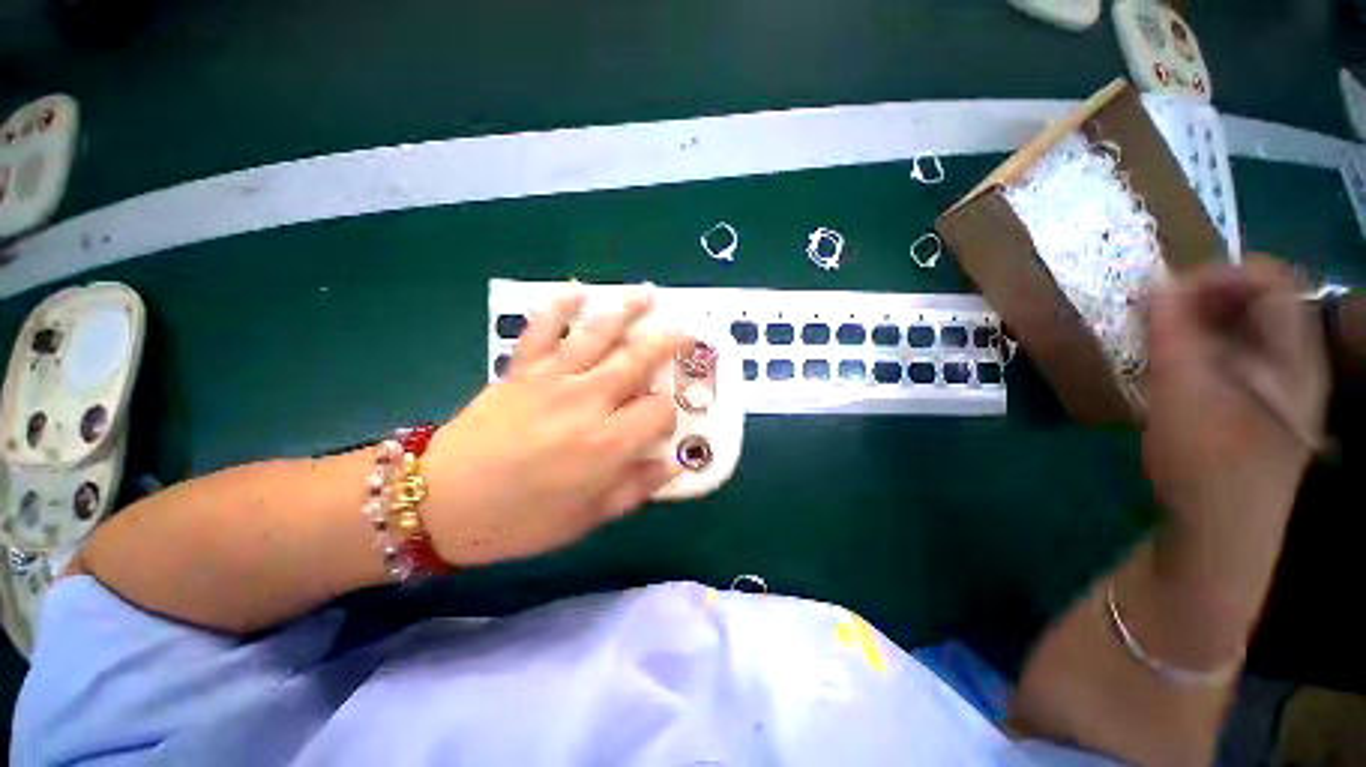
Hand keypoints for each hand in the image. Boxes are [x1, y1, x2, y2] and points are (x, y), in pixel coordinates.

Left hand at [420, 288, 684, 565]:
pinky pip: (542, 330)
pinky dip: (559, 307)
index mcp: (607, 444)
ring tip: (648, 295)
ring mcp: (552, 379)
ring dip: (626, 312)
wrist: (438, 504)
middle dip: (667, 343)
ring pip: (598, 335)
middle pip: (638, 360)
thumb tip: (672, 466)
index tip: (662, 423)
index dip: (669, 414)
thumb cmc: (519, 521)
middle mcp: (587, 401)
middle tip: (685, 331)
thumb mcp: (585, 519)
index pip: (659, 411)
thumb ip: (634, 489)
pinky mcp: (521, 370)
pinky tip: (575, 290)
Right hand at [1143, 257, 1328, 530]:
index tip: (1165, 289)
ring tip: (1152, 333)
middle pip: (1253, 301)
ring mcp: (1267, 383)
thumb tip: (1155, 280)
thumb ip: (1172, 329)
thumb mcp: (1187, 387)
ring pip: (1236, 328)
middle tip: (1152, 310)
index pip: (1268, 278)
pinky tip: (1163, 362)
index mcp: (1289, 350)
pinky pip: (1222, 355)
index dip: (1218, 273)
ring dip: (1193, 321)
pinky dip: (1191, 346)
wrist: (1222, 527)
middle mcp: (1287, 359)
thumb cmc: (1209, 456)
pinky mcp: (1240, 404)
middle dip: (1200, 296)